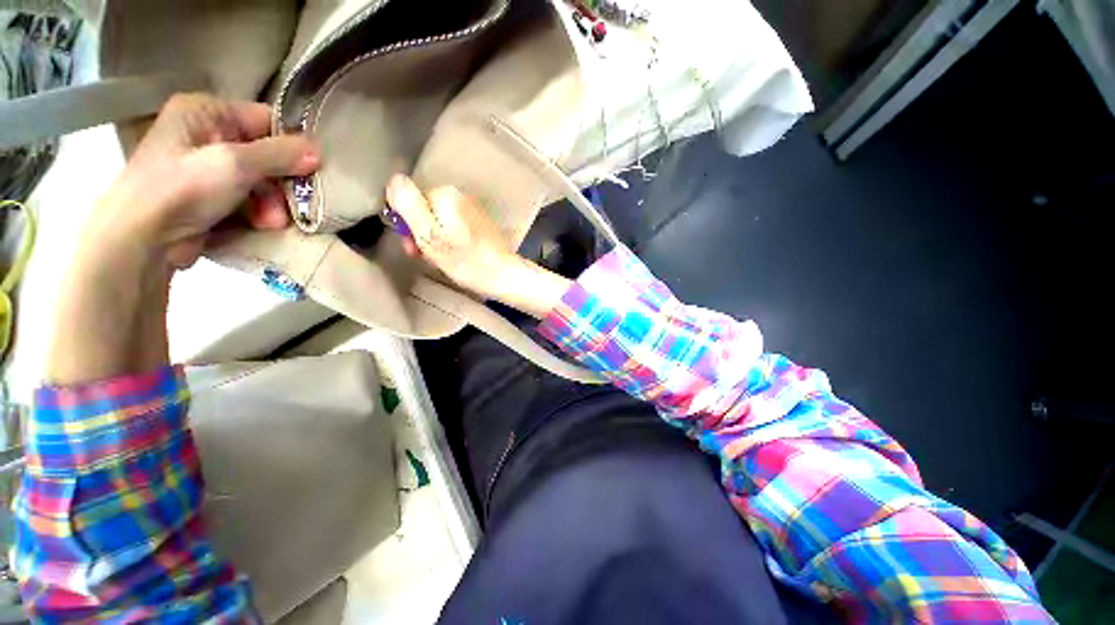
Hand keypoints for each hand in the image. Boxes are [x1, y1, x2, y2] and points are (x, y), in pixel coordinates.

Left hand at [85, 93, 319, 271]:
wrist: (142, 239)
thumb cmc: (182, 189)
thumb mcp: (234, 164)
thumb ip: (279, 154)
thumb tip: (318, 152)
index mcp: (205, 112)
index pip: (264, 120)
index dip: (291, 145)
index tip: (310, 171)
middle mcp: (205, 134)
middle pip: (265, 154)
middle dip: (280, 183)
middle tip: (292, 204)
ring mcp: (205, 167)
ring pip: (260, 180)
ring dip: (273, 203)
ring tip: (272, 222)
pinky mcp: (208, 196)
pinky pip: (248, 198)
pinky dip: (259, 212)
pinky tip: (261, 225)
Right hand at [385, 175, 570, 317]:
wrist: (504, 275)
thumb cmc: (467, 261)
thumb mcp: (429, 235)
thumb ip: (409, 206)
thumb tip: (394, 180)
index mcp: (446, 194)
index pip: (409, 201)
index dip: (407, 225)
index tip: (414, 246)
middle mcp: (461, 196)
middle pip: (425, 212)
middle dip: (422, 234)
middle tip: (428, 256)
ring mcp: (472, 210)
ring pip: (439, 223)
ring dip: (436, 241)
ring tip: (444, 259)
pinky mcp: (480, 224)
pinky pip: (454, 229)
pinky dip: (451, 242)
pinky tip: (457, 257)